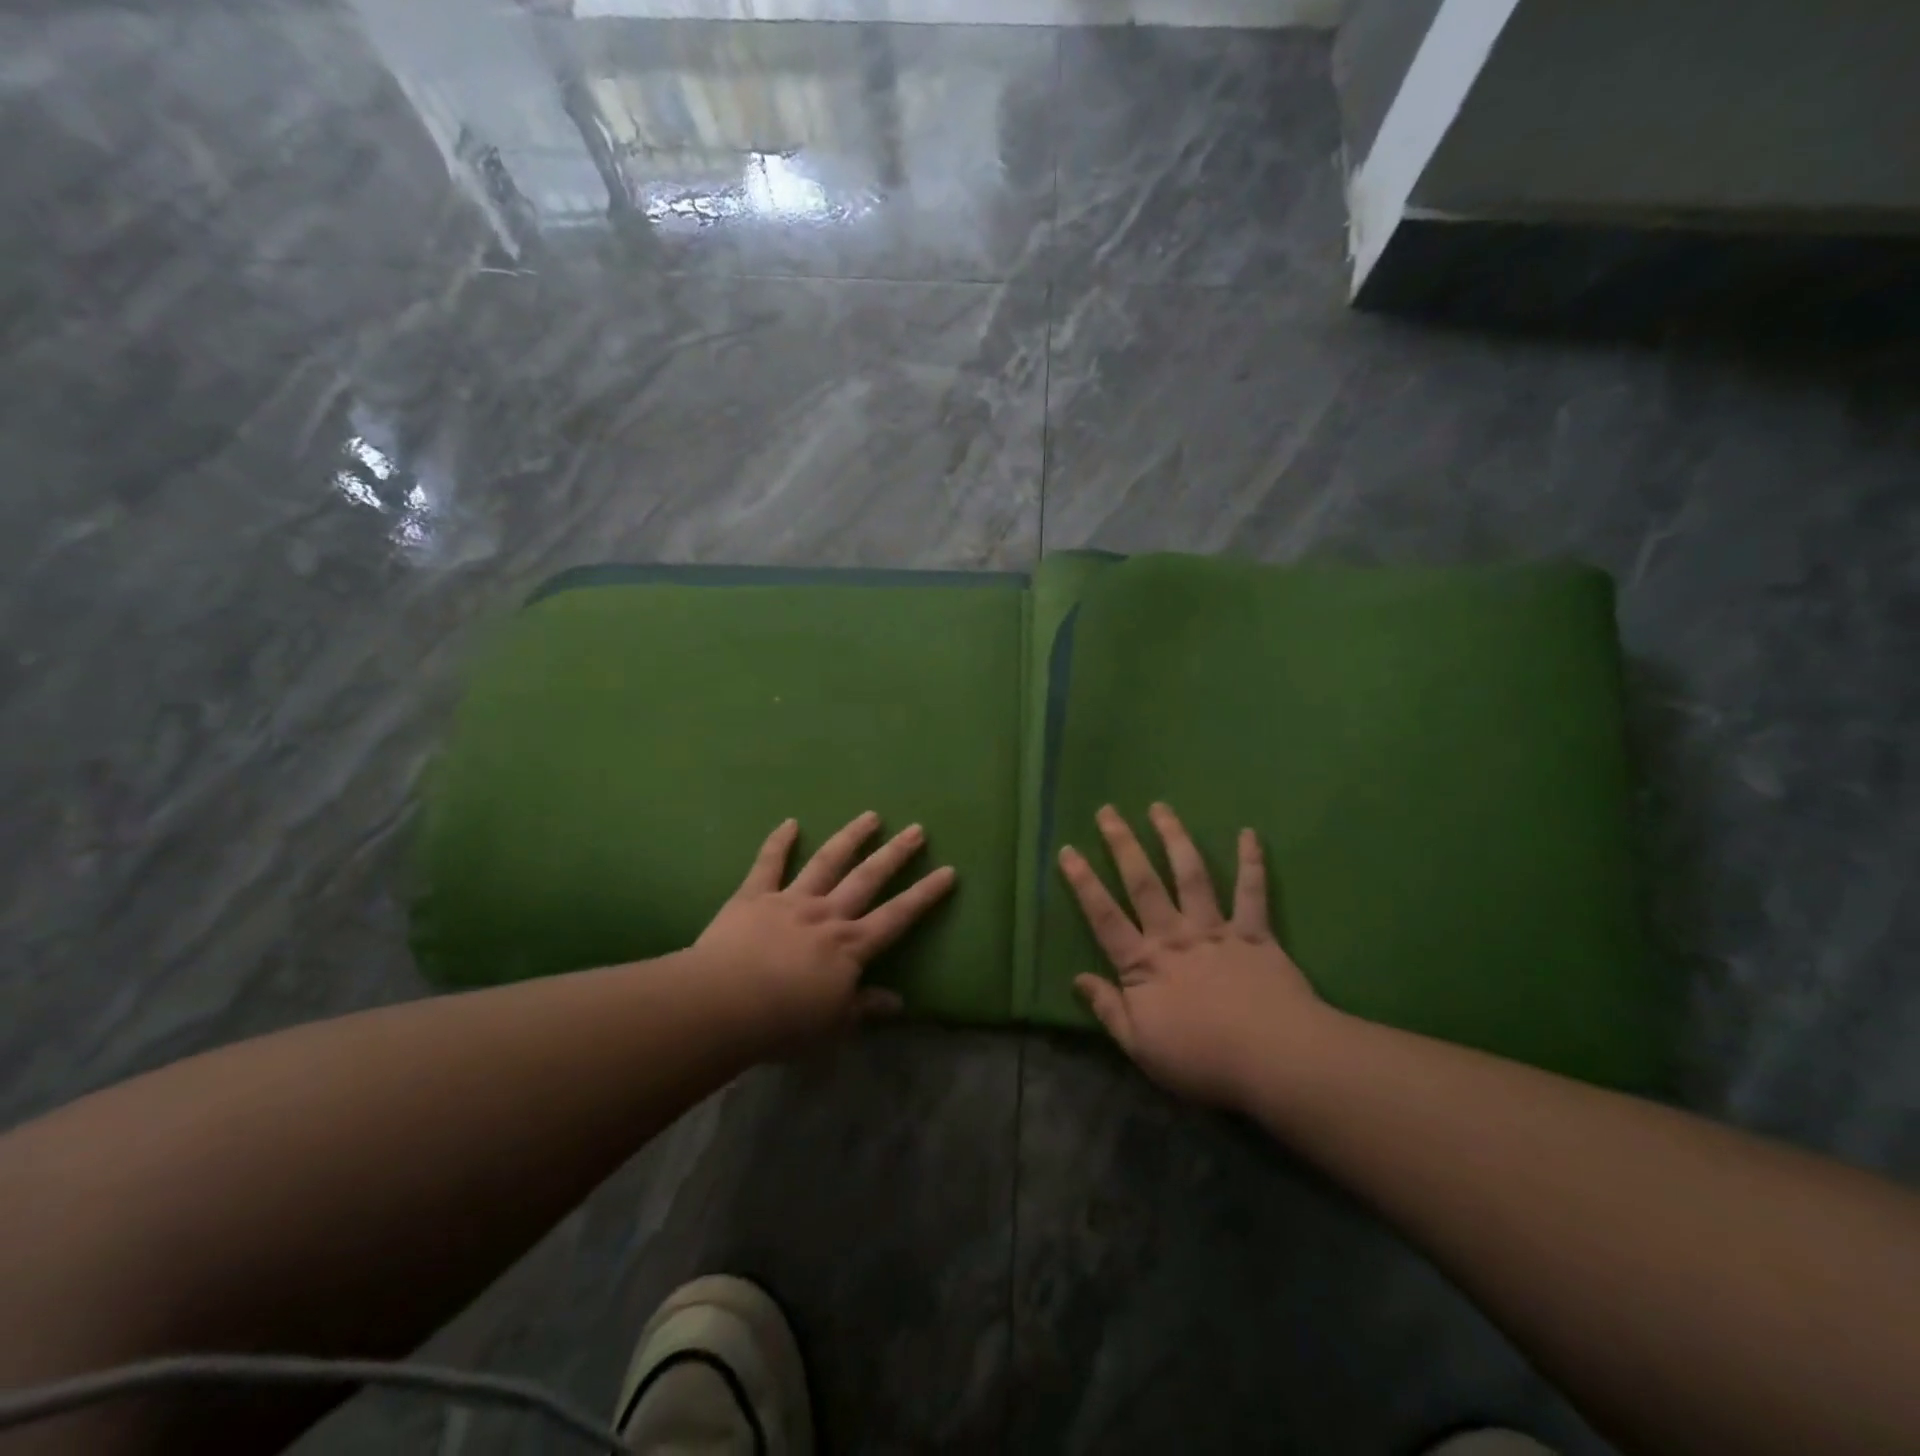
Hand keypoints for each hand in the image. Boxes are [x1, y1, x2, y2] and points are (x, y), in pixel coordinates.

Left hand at [694, 812, 955, 1047]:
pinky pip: (768, 864)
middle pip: (868, 878)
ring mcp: (790, 900)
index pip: (898, 916)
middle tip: (916, 829)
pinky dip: (779, 842)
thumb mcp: (833, 1025)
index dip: (925, 894)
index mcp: (850, 946)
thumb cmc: (783, 1023)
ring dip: (850, 838)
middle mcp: (827, 914)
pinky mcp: (754, 897)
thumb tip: (898, 1002)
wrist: (723, 1005)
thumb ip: (864, 1008)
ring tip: (870, 816)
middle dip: (895, 853)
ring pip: (827, 862)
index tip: (948, 871)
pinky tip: (789, 823)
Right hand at [1059, 802, 1334, 1109]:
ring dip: (1174, 838)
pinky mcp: (1255, 934)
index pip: (1104, 916)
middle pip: (1143, 882)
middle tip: (1108, 810)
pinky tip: (1249, 834)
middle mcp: (1175, 936)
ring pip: (1191, 875)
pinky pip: (1252, 892)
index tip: (1068, 850)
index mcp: (1144, 964)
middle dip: (1123, 844)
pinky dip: (1251, 862)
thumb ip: (1108, 1009)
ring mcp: (1216, 930)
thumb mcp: (1140, 1046)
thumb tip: (1076, 979)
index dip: (1083, 883)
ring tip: (1160, 808)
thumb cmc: (1201, 1059)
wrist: (1273, 1059)